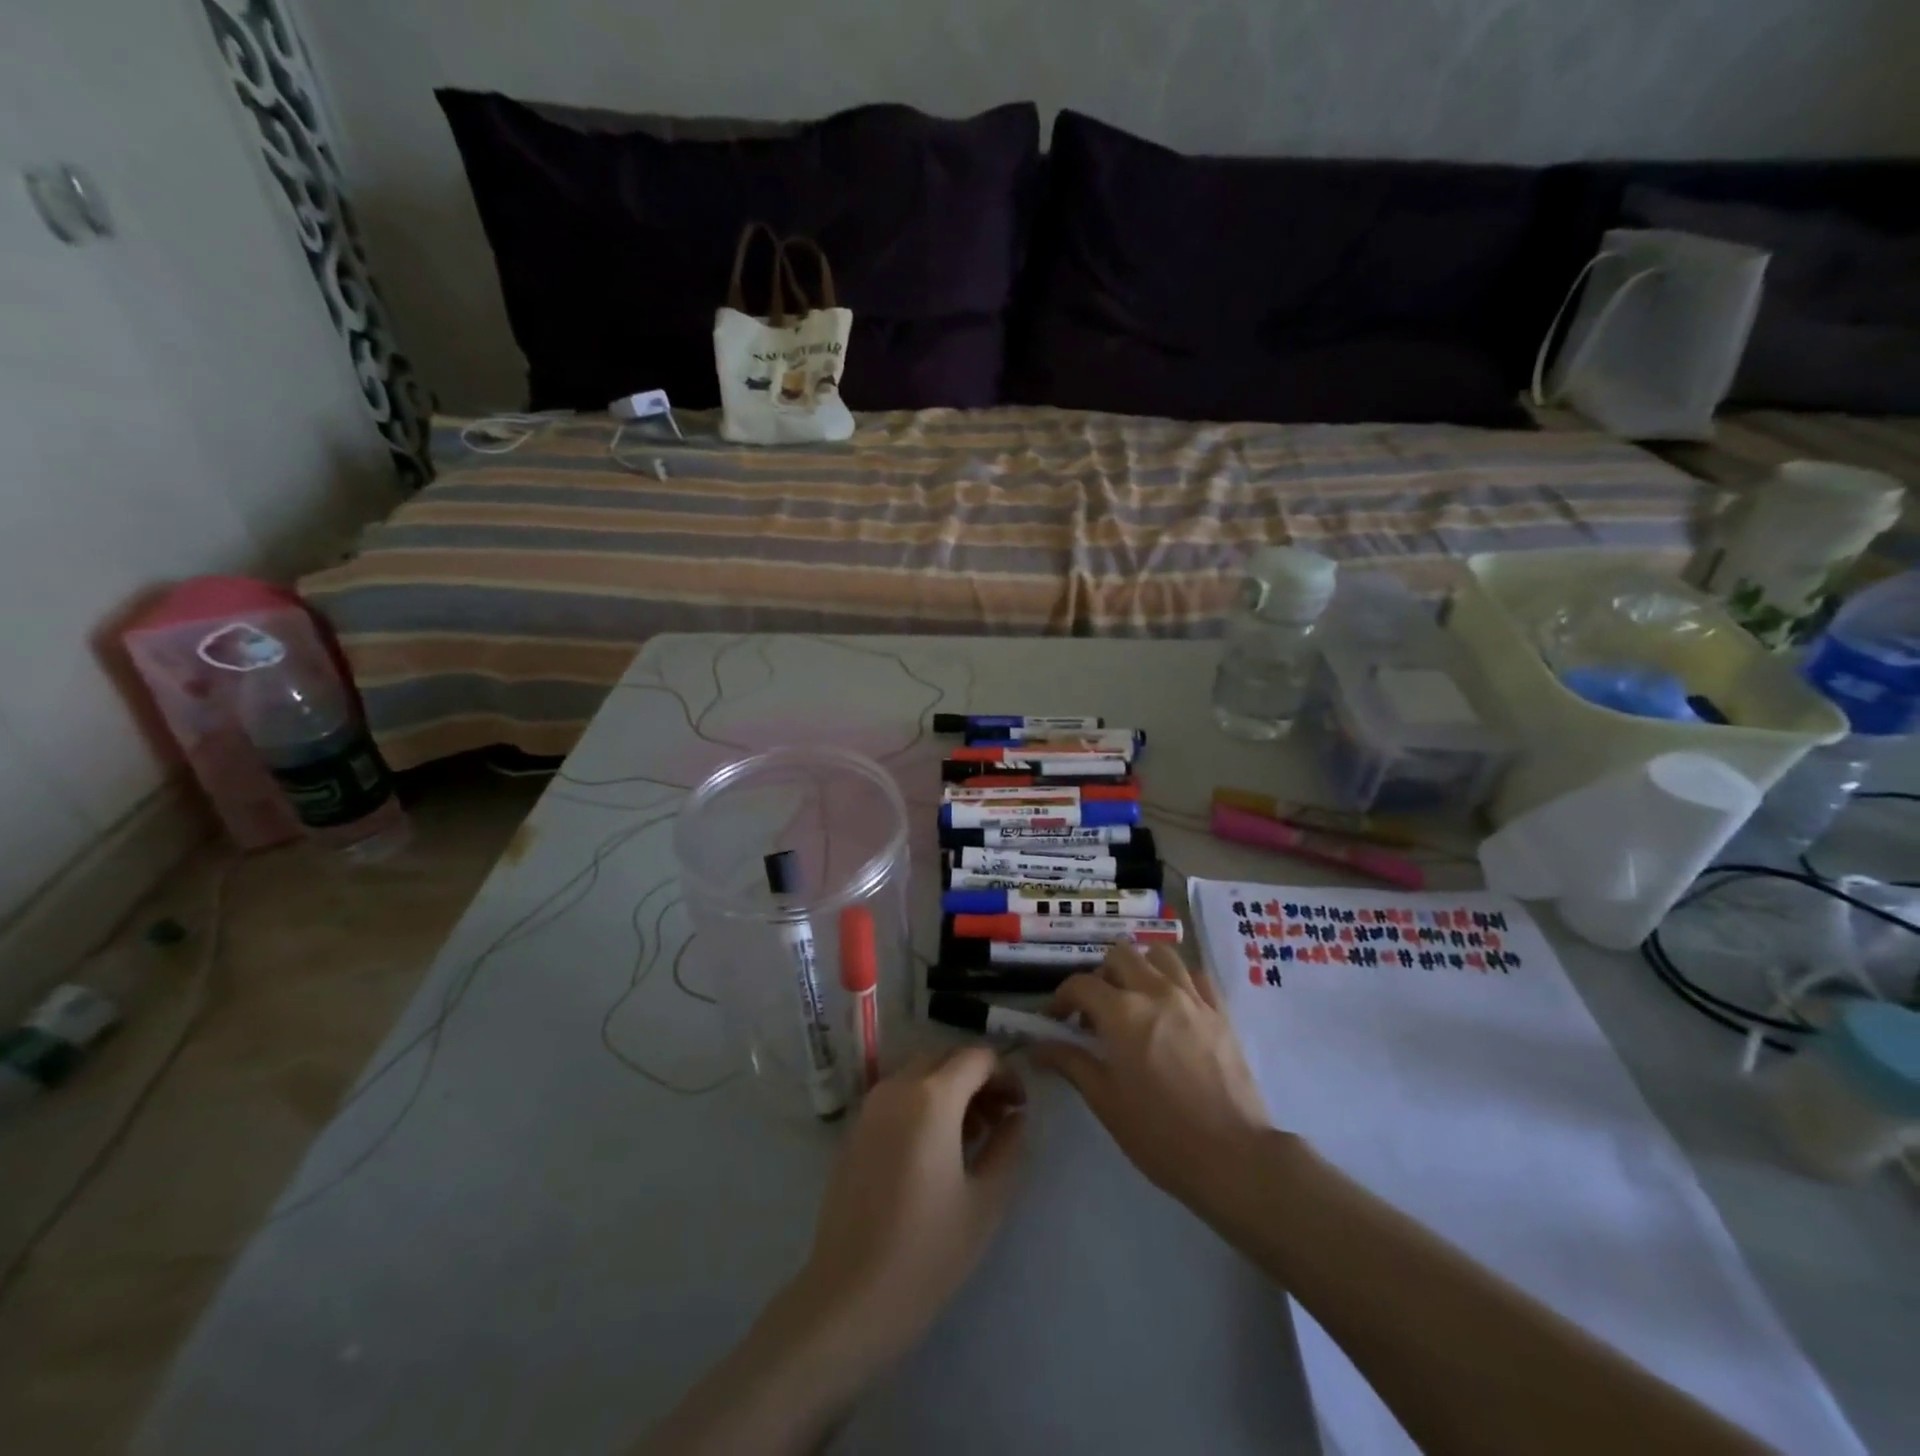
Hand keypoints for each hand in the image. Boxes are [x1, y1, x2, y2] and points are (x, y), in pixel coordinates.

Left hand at [794, 1048, 1026, 1375]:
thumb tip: (1017, 1117)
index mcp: (932, 1096)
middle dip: (977, 1079)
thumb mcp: (985, 1201)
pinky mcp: (855, 1130)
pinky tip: (936, 1149)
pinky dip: (923, 1103)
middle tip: (1000, 1119)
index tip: (1021, 1107)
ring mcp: (871, 1106)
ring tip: (973, 1136)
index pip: (977, 1058)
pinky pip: (897, 1096)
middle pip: (946, 1059)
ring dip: (950, 1089)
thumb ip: (1008, 1147)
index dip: (1006, 1074)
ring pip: (919, 1074)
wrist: (850, 1297)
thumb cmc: (928, 1251)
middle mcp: (898, 1087)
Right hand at [1033, 943, 1271, 1204]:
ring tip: (1136, 1000)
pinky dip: (1178, 981)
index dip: (1061, 999)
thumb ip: (1070, 1063)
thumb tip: (1036, 1048)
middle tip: (1097, 1011)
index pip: (1080, 984)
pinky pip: (1196, 976)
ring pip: (1160, 955)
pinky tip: (1173, 1006)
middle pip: (1119, 955)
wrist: (1234, 1157)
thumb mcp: (1105, 1100)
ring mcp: (1192, 998)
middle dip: (1101, 976)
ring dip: (1141, 968)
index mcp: (1122, 1012)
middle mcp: (1156, 991)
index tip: (1056, 1020)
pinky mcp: (1220, 1012)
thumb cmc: (1160, 1134)